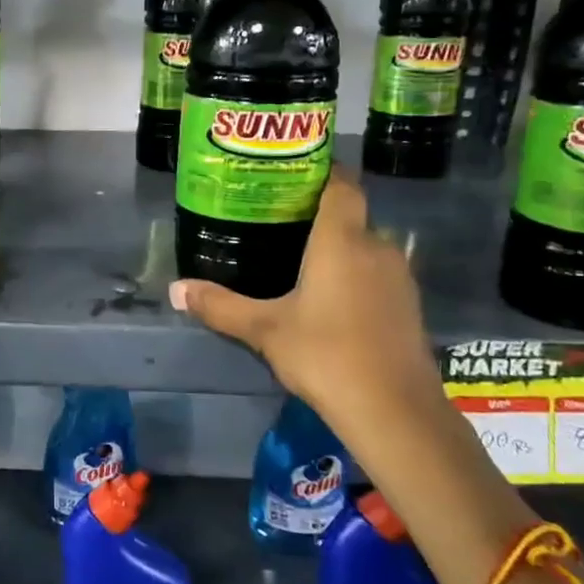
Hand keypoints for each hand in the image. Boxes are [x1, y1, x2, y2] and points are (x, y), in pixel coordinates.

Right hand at [168, 173, 444, 448]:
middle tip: (277, 223)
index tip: (292, 175)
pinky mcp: (408, 306)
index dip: (321, 172)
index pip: (341, 184)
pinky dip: (354, 275)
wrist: (394, 411)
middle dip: (318, 217)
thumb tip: (176, 290)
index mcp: (342, 240)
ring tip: (297, 261)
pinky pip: (376, 274)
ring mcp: (398, 278)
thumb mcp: (264, 330)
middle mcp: (376, 247)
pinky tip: (328, 300)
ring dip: (337, 250)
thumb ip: (220, 306)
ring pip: (364, 247)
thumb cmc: (325, 355)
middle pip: (350, 216)